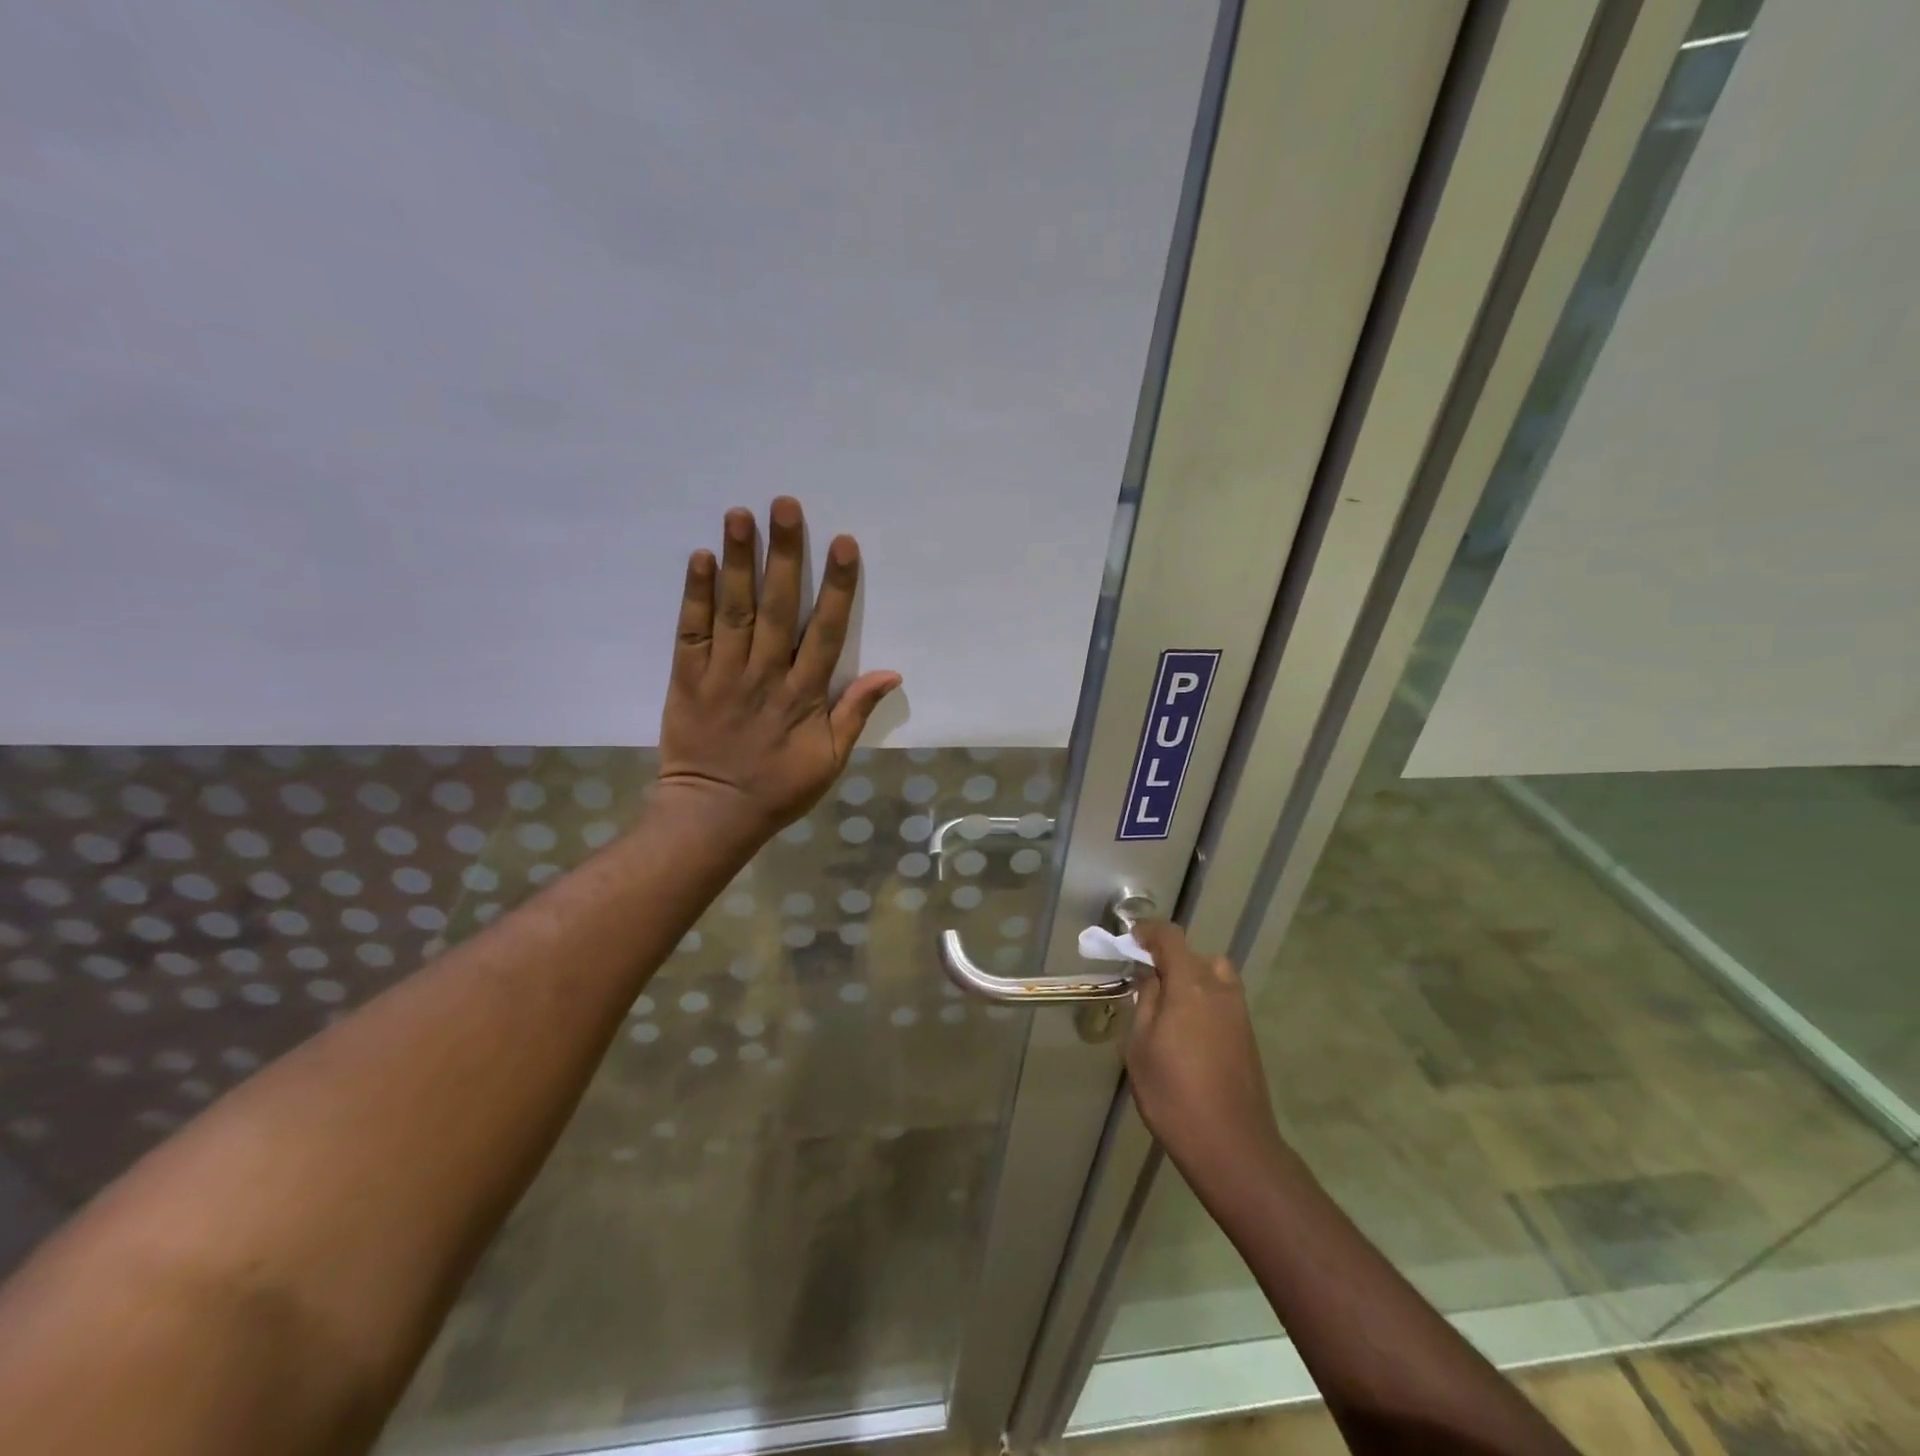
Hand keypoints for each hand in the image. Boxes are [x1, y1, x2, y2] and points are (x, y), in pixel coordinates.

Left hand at [658, 498, 900, 837]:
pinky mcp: (687, 678)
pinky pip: (691, 632)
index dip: (836, 587)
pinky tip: (701, 558)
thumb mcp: (830, 760)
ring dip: (738, 561)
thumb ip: (856, 713)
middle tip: (785, 504)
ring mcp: (723, 674)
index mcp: (804, 696)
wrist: (713, 813)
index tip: (843, 543)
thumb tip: (891, 673)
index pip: (826, 632)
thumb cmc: (779, 788)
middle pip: (777, 608)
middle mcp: (765, 676)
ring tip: (740, 514)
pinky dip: (695, 595)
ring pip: (734, 611)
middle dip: (784, 555)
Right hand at [1125, 922, 1285, 1186]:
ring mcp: (1239, 1013)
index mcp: (1190, 984)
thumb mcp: (1140, 1046)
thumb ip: (1145, 1001)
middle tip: (1147, 983)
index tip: (1129, 941)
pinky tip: (1188, 1035)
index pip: (1170, 937)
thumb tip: (1150, 976)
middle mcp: (1220, 989)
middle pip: (1196, 955)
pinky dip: (1204, 1002)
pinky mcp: (1248, 1036)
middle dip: (1170, 959)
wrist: (1232, 1146)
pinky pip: (1223, 1001)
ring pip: (1215, 977)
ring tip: (1169, 1009)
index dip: (1148, 932)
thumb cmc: (1173, 1094)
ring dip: (1191, 980)